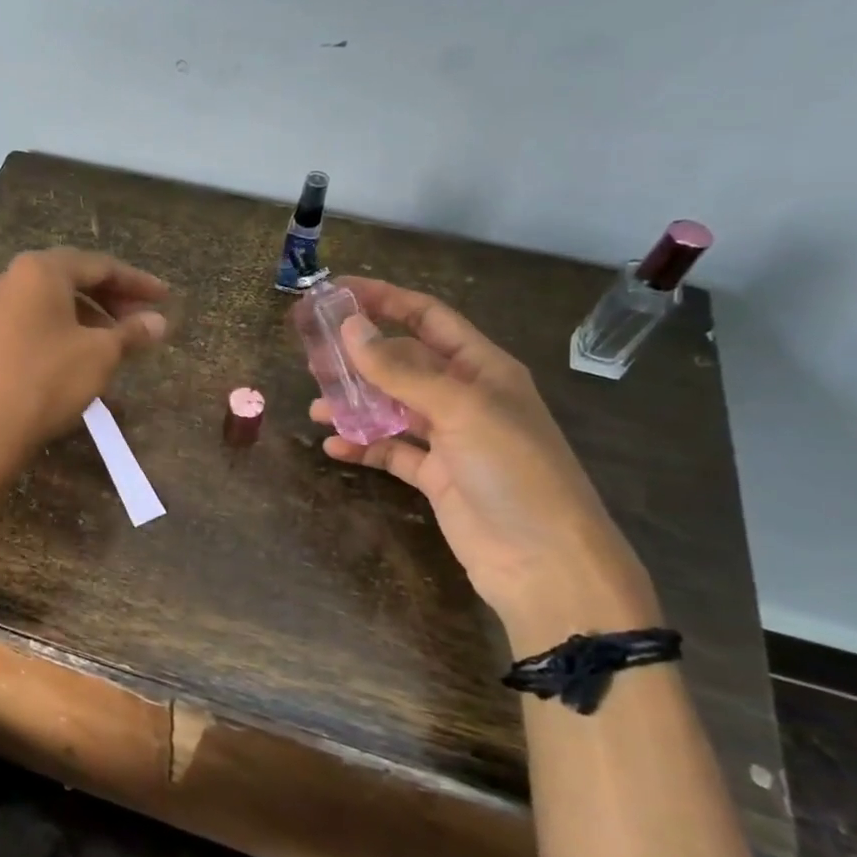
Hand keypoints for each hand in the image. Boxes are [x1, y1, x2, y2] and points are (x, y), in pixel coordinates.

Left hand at [0, 248, 168, 482]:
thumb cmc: (47, 381)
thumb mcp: (100, 355)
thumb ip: (131, 332)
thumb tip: (159, 322)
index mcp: (40, 270)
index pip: (100, 265)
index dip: (137, 282)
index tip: (165, 299)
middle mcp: (10, 279)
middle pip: (72, 280)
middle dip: (111, 299)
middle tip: (142, 322)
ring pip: (50, 304)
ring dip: (87, 318)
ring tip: (114, 344)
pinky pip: (31, 324)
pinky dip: (60, 332)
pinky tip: (77, 359)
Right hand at [313, 278, 656, 650]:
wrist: (545, 564)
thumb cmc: (513, 471)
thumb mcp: (460, 409)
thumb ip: (401, 370)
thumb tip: (350, 327)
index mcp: (482, 368)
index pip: (428, 318)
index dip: (385, 300)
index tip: (337, 292)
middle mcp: (465, 397)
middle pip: (403, 362)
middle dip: (360, 356)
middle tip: (312, 354)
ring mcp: (450, 439)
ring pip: (391, 407)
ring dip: (354, 404)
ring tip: (316, 406)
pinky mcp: (435, 477)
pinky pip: (390, 451)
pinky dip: (362, 447)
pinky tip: (333, 447)